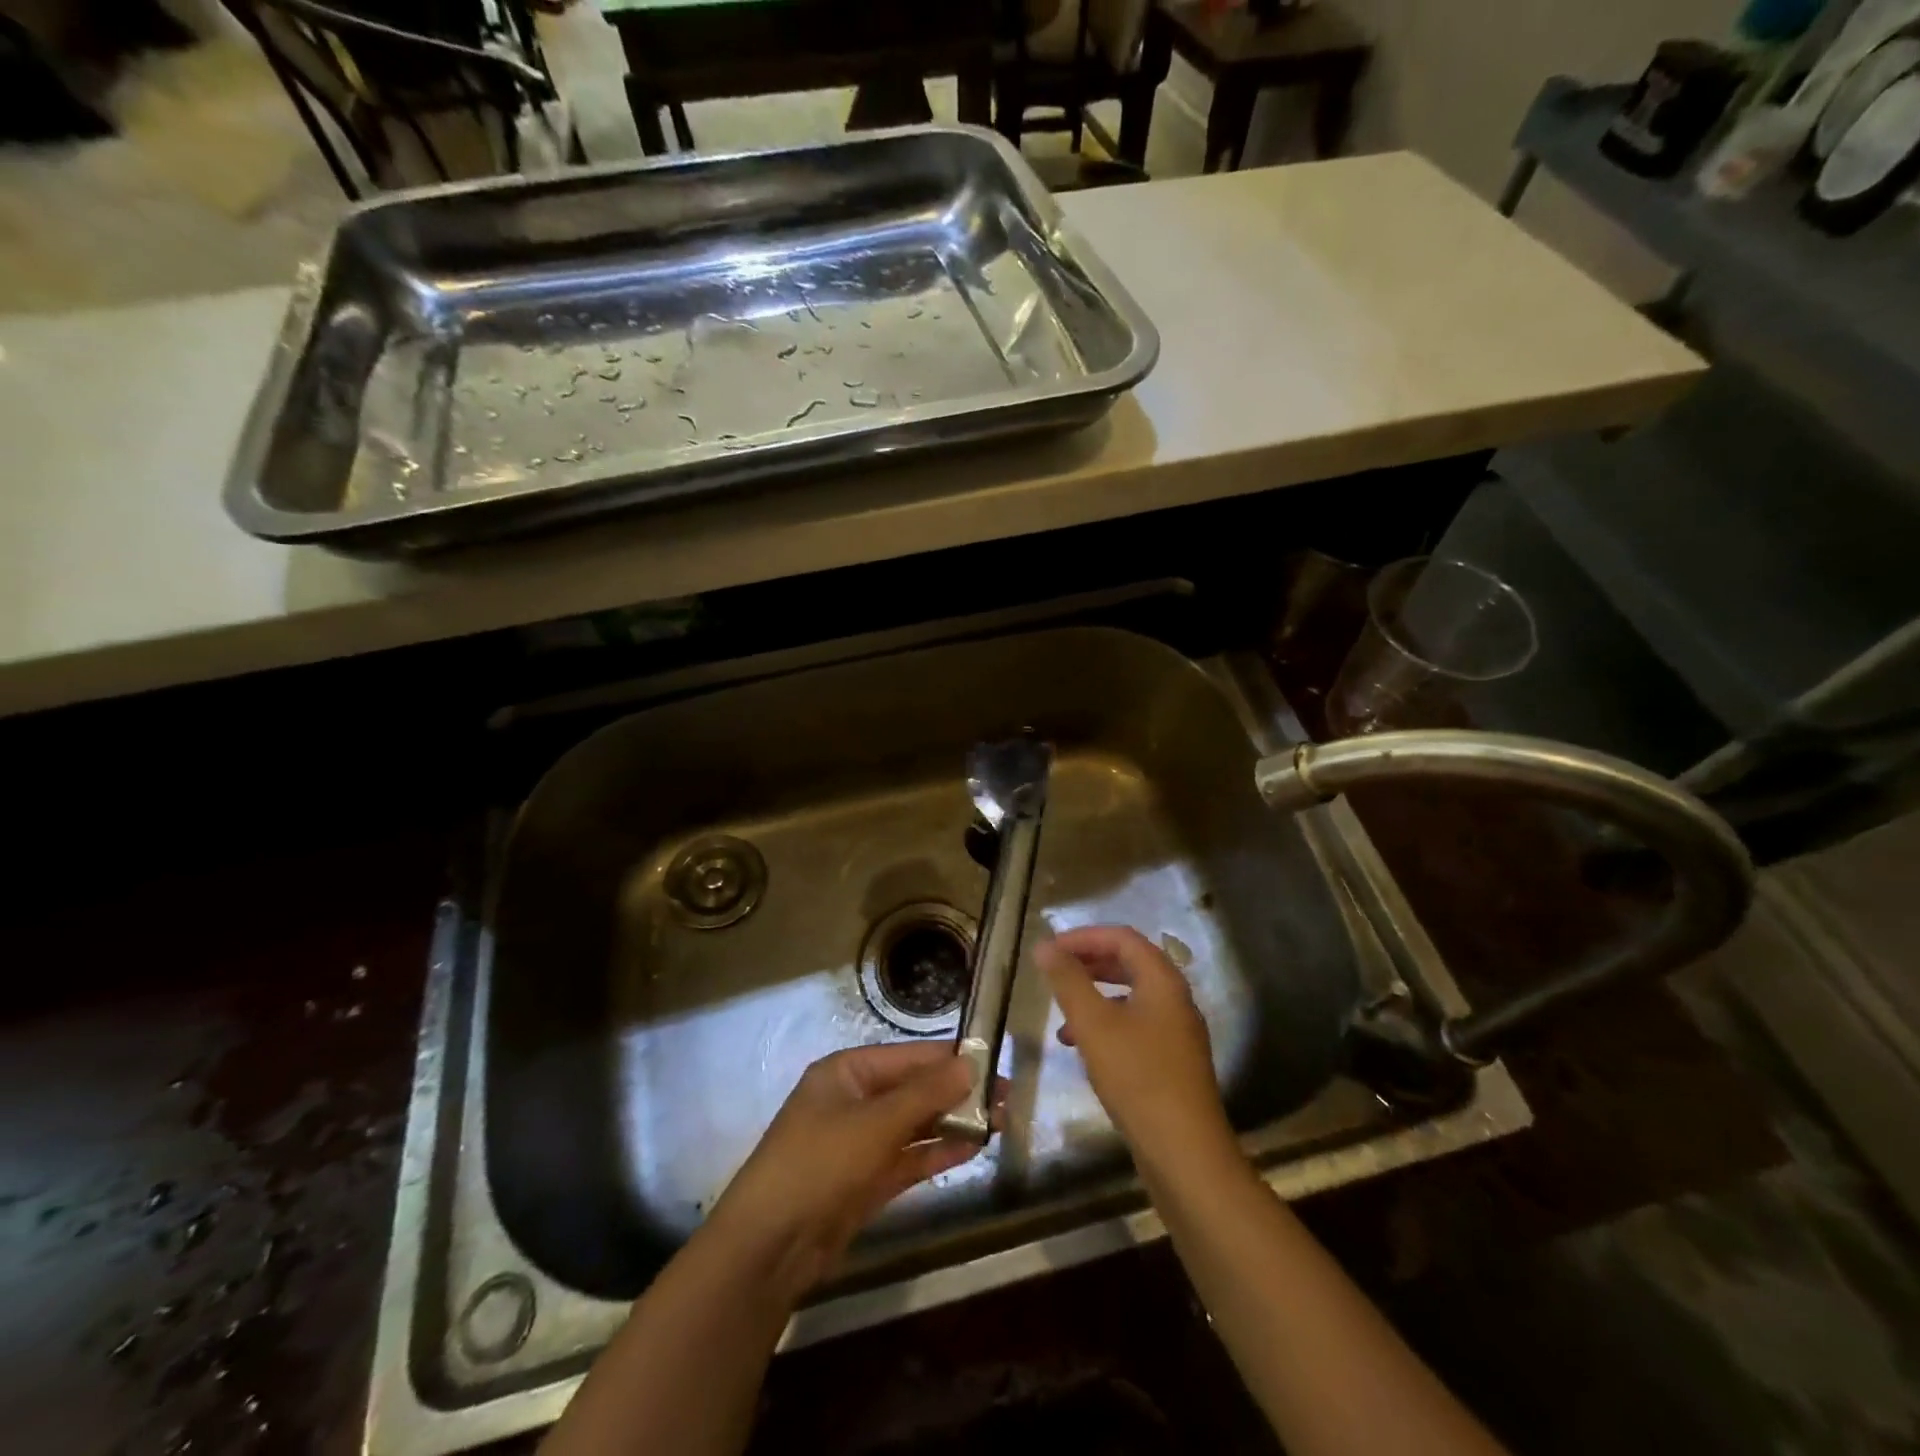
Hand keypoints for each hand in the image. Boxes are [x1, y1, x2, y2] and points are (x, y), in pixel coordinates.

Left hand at [703, 1043, 980, 1301]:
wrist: (769, 1247)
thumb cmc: (819, 1163)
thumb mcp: (875, 1123)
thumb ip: (925, 1094)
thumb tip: (970, 1064)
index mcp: (847, 1071)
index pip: (908, 1056)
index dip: (950, 1059)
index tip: (993, 1062)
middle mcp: (855, 1100)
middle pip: (914, 1089)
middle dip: (957, 1093)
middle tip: (1006, 1097)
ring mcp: (861, 1142)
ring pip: (915, 1124)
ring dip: (953, 1122)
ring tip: (1000, 1121)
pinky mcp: (867, 1180)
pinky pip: (909, 1157)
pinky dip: (938, 1152)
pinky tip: (973, 1148)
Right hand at [1036, 926, 1236, 1172]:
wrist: (1185, 1153)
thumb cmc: (1137, 1077)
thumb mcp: (1094, 1024)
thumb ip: (1068, 980)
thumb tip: (1044, 946)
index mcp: (1163, 980)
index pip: (1122, 937)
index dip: (1084, 936)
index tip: (1050, 949)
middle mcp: (1175, 999)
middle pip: (1129, 963)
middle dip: (1089, 962)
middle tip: (1054, 971)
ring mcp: (1177, 1031)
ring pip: (1131, 996)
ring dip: (1094, 995)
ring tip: (1061, 1012)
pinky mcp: (1172, 1061)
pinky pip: (1135, 1024)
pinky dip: (1106, 1024)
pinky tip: (1082, 1047)